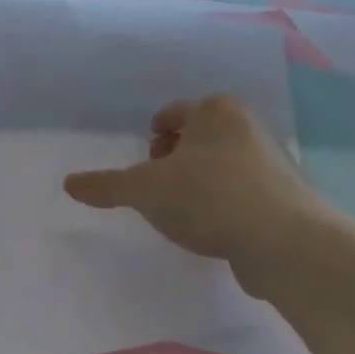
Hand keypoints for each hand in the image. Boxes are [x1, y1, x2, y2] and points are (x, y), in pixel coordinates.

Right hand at [63, 95, 320, 270]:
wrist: (285, 243)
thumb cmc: (208, 197)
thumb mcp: (144, 190)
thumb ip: (106, 185)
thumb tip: (68, 184)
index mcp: (214, 110)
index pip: (172, 114)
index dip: (153, 136)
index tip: (144, 163)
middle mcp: (246, 126)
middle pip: (197, 138)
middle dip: (175, 160)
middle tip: (159, 188)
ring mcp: (271, 162)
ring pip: (220, 166)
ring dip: (199, 184)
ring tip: (183, 213)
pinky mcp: (286, 198)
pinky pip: (243, 194)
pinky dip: (225, 206)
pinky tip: (214, 231)